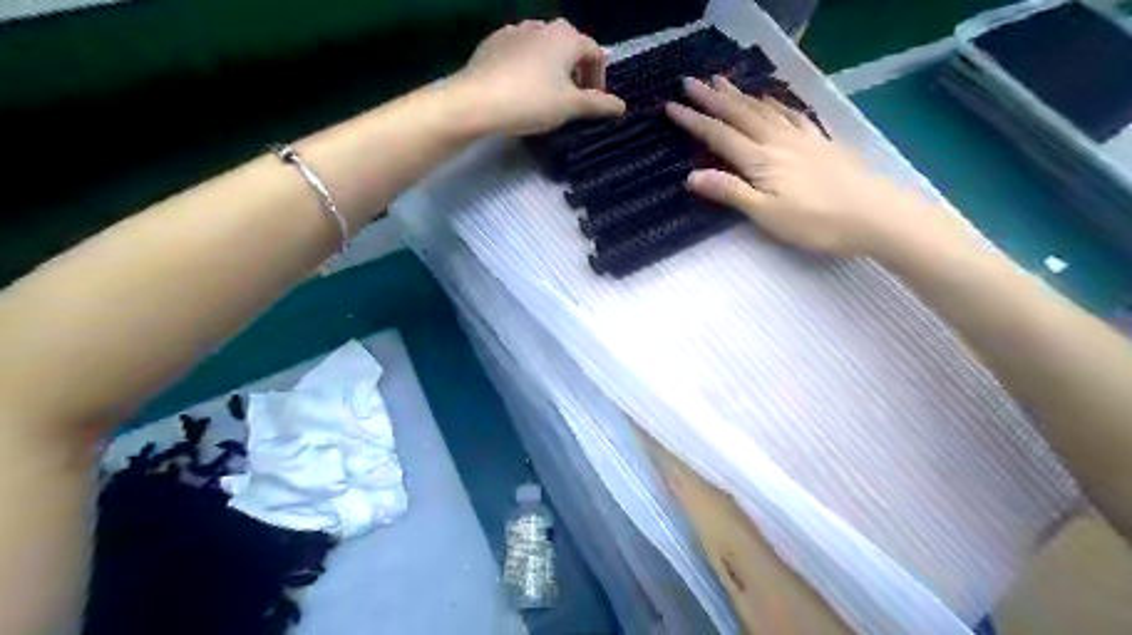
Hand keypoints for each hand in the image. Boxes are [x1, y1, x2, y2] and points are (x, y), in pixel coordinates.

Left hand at [454, 18, 628, 132]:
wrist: (478, 101)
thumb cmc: (532, 101)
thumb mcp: (570, 107)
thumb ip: (598, 105)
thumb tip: (621, 106)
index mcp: (567, 37)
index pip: (595, 53)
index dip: (599, 79)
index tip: (594, 103)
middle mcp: (543, 26)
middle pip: (569, 47)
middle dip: (576, 72)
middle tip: (572, 99)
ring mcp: (515, 31)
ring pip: (544, 49)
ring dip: (552, 69)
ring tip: (546, 96)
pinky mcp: (493, 42)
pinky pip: (520, 53)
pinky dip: (528, 68)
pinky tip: (521, 90)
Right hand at [665, 75, 947, 256]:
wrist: (875, 214)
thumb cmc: (816, 222)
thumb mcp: (766, 214)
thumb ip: (730, 192)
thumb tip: (691, 176)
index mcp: (760, 160)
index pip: (720, 136)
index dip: (695, 121)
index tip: (672, 106)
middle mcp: (778, 142)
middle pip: (740, 115)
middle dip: (713, 98)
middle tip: (691, 82)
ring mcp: (801, 139)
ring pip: (764, 110)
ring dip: (740, 95)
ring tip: (722, 81)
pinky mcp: (820, 142)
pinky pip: (791, 115)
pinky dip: (774, 104)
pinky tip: (770, 100)